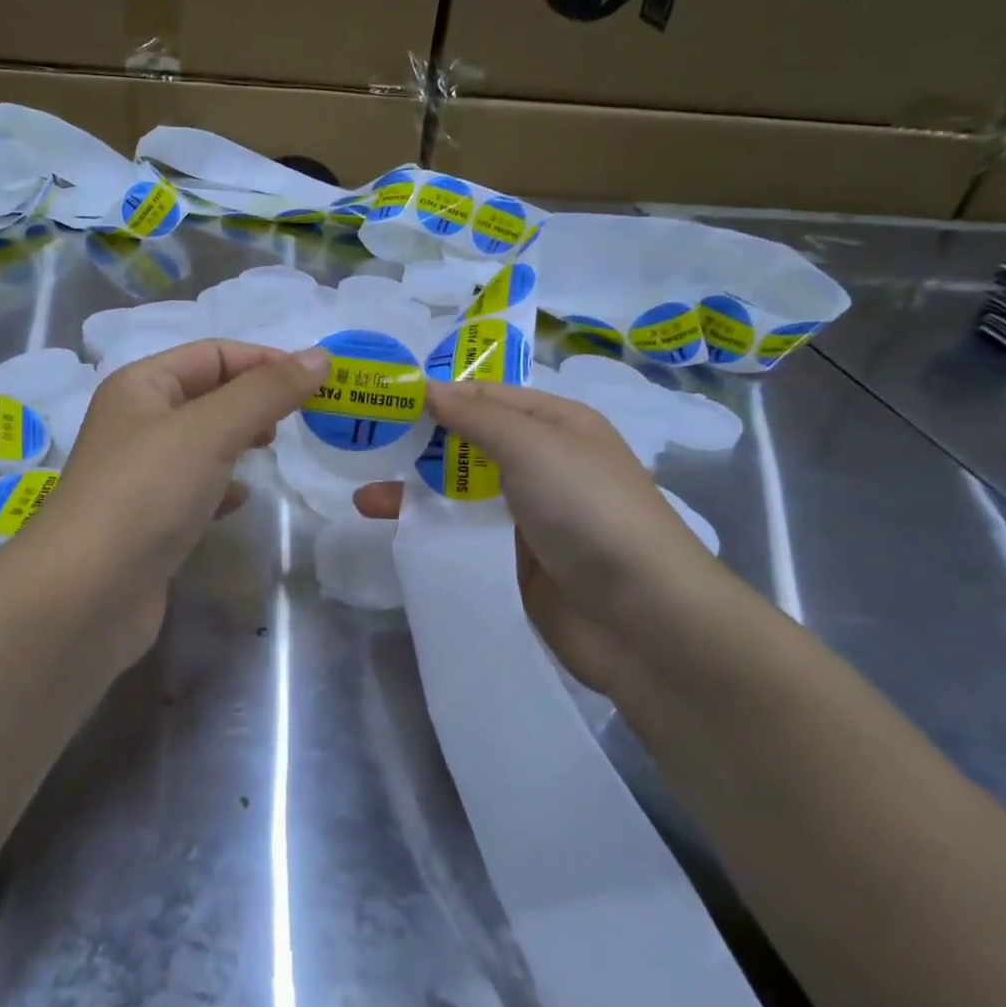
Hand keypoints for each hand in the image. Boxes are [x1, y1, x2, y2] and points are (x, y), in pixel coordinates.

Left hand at [31, 339, 329, 671]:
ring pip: (203, 444)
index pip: (212, 354)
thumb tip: (320, 356)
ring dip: (240, 442)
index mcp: (141, 386)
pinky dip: (222, 488)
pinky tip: (240, 501)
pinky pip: (194, 488)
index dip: (264, 360)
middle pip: (207, 395)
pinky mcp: (148, 520)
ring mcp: (140, 475)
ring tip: (273, 452)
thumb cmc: (147, 493)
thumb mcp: (211, 430)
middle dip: (255, 402)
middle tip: (299, 418)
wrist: (86, 595)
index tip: (316, 381)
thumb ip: (267, 392)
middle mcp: (136, 423)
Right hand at [354, 381, 720, 692]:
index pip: (486, 396)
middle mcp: (543, 464)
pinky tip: (393, 536)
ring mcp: (528, 517)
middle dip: (418, 445)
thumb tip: (428, 388)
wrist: (643, 618)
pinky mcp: (514, 562)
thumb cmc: (589, 511)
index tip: (382, 400)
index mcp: (557, 425)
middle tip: (362, 448)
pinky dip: (432, 533)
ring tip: (362, 500)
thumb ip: (477, 417)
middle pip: (469, 445)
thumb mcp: (534, 447)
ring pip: (460, 495)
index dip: (438, 395)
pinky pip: (465, 538)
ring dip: (415, 493)